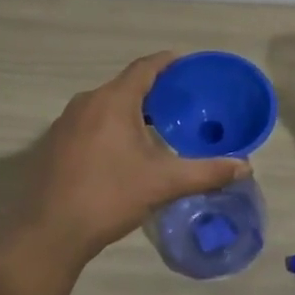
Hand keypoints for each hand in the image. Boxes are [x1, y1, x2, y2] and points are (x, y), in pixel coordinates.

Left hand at [15, 52, 250, 265]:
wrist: (49, 232)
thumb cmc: (109, 196)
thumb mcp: (163, 183)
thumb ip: (206, 172)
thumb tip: (245, 165)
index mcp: (113, 100)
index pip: (145, 67)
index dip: (167, 63)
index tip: (186, 65)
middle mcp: (87, 102)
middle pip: (125, 85)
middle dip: (152, 90)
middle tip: (180, 103)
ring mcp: (65, 122)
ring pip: (105, 105)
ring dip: (130, 110)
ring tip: (156, 127)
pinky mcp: (54, 143)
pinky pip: (89, 122)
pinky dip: (110, 126)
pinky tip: (122, 151)